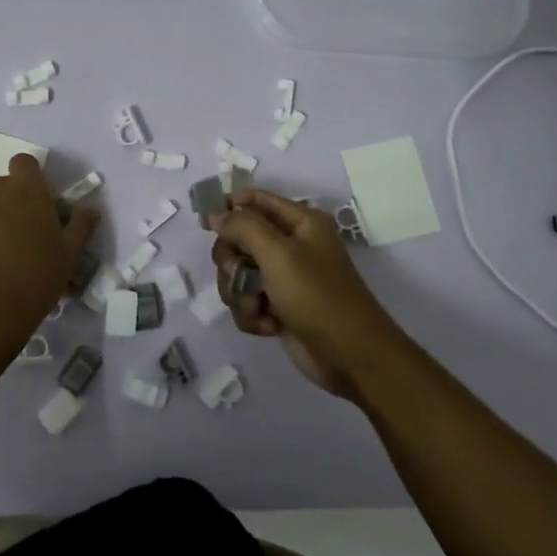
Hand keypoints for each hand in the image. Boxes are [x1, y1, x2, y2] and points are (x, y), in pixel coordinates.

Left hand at [0, 154, 99, 340]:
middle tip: (30, 231)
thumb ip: (80, 225)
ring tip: (9, 252)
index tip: (44, 204)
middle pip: (5, 184)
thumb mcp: (69, 253)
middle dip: (15, 200)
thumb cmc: (35, 275)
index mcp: (26, 187)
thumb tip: (90, 209)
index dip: (34, 179)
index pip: (26, 162)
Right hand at [208, 190, 402, 398]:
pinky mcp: (277, 307)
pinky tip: (269, 326)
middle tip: (239, 275)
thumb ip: (242, 227)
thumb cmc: (316, 295)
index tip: (206, 226)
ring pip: (237, 274)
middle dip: (232, 262)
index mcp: (299, 221)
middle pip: (237, 239)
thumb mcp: (278, 253)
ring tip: (258, 308)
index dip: (228, 208)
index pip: (254, 200)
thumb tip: (214, 214)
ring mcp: (282, 278)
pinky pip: (246, 301)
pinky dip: (251, 314)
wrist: (350, 356)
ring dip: (240, 293)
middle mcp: (290, 245)